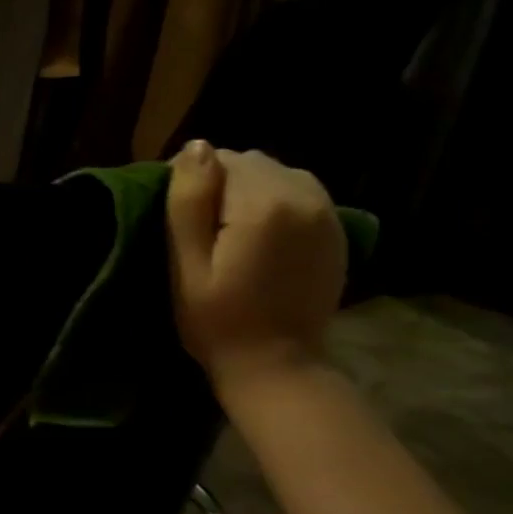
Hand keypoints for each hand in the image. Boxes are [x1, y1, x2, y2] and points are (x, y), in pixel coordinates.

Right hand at [166, 141, 345, 397]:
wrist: (278, 367)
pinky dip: (274, 202)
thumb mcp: (187, 265)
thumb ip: (189, 202)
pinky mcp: (336, 228)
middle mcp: (304, 196)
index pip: (219, 159)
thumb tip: (196, 147)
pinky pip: (298, 192)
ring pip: (274, 174)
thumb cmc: (217, 322)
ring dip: (248, 191)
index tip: (177, 218)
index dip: (191, 182)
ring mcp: (327, 212)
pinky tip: (259, 236)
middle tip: (200, 229)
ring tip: (229, 232)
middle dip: (221, 184)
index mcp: (264, 204)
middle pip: (250, 162)